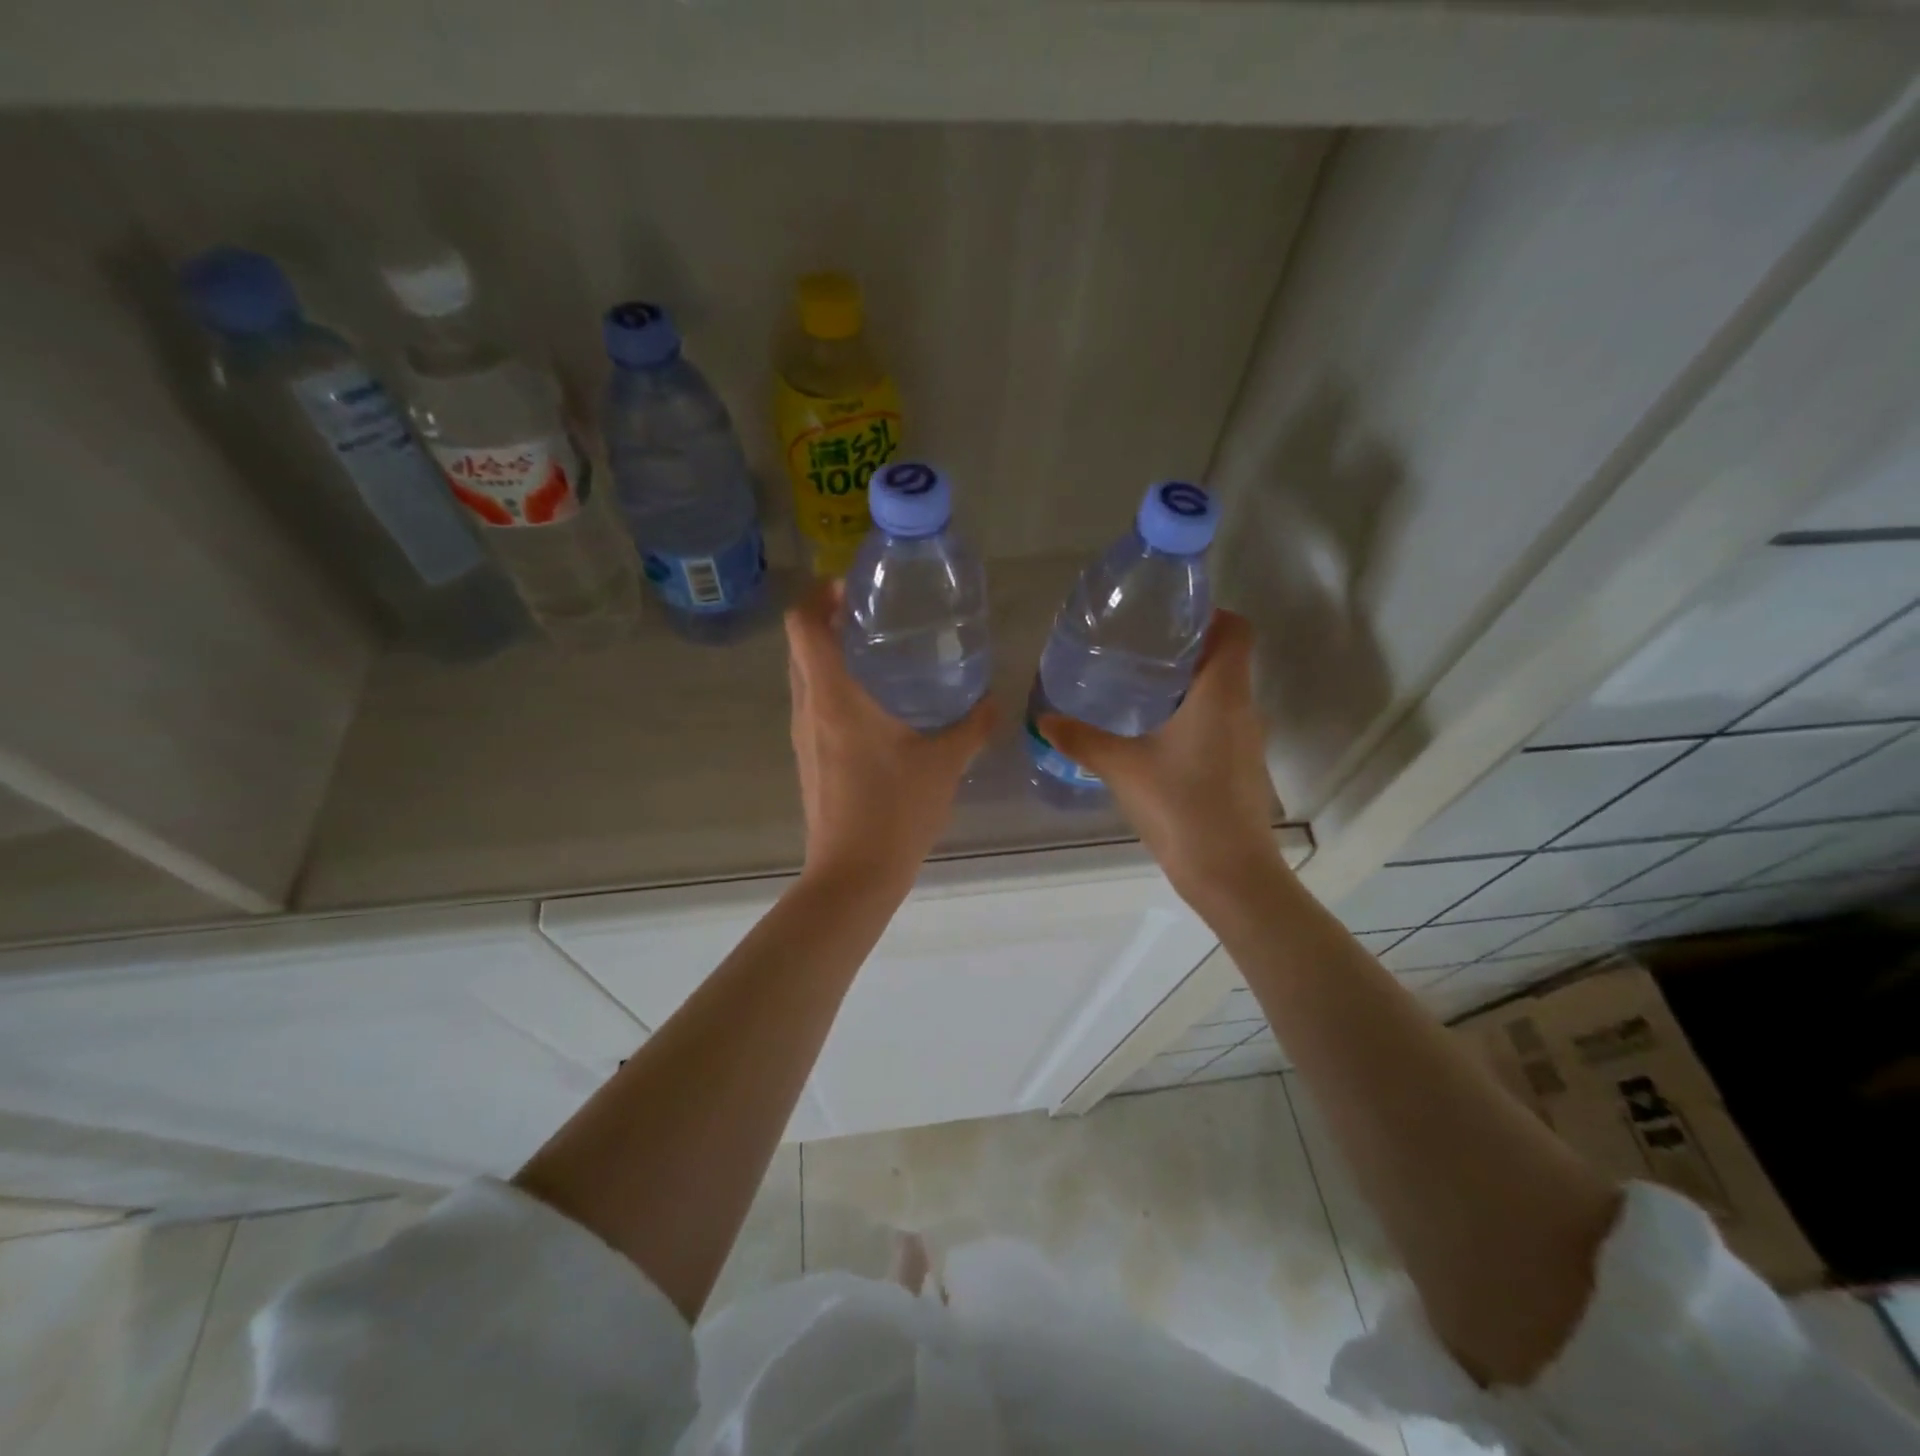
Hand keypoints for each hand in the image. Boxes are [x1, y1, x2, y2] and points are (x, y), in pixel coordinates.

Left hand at [786, 582, 994, 892]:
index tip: (849, 588)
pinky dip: (832, 688)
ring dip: (828, 655)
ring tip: (875, 653)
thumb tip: (993, 702)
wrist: (854, 874)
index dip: (817, 595)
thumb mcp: (943, 764)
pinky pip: (812, 706)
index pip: (802, 625)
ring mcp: (803, 736)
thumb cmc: (895, 811)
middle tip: (870, 615)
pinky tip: (874, 705)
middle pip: (799, 646)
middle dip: (826, 621)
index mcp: (833, 697)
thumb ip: (971, 727)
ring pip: (803, 677)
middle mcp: (809, 709)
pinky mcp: (808, 759)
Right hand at [1038, 610, 1282, 912]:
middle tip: (1138, 649)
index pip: (1236, 631)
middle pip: (1227, 659)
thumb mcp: (1122, 768)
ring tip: (1140, 687)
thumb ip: (1082, 740)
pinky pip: (1221, 722)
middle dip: (1187, 649)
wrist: (1229, 872)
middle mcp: (1243, 708)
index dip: (1210, 615)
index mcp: (1222, 693)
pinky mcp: (1242, 766)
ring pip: (1224, 693)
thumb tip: (1044, 719)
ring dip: (1190, 684)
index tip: (1169, 618)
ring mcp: (1247, 740)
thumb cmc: (1181, 806)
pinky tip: (1155, 733)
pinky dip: (1195, 715)